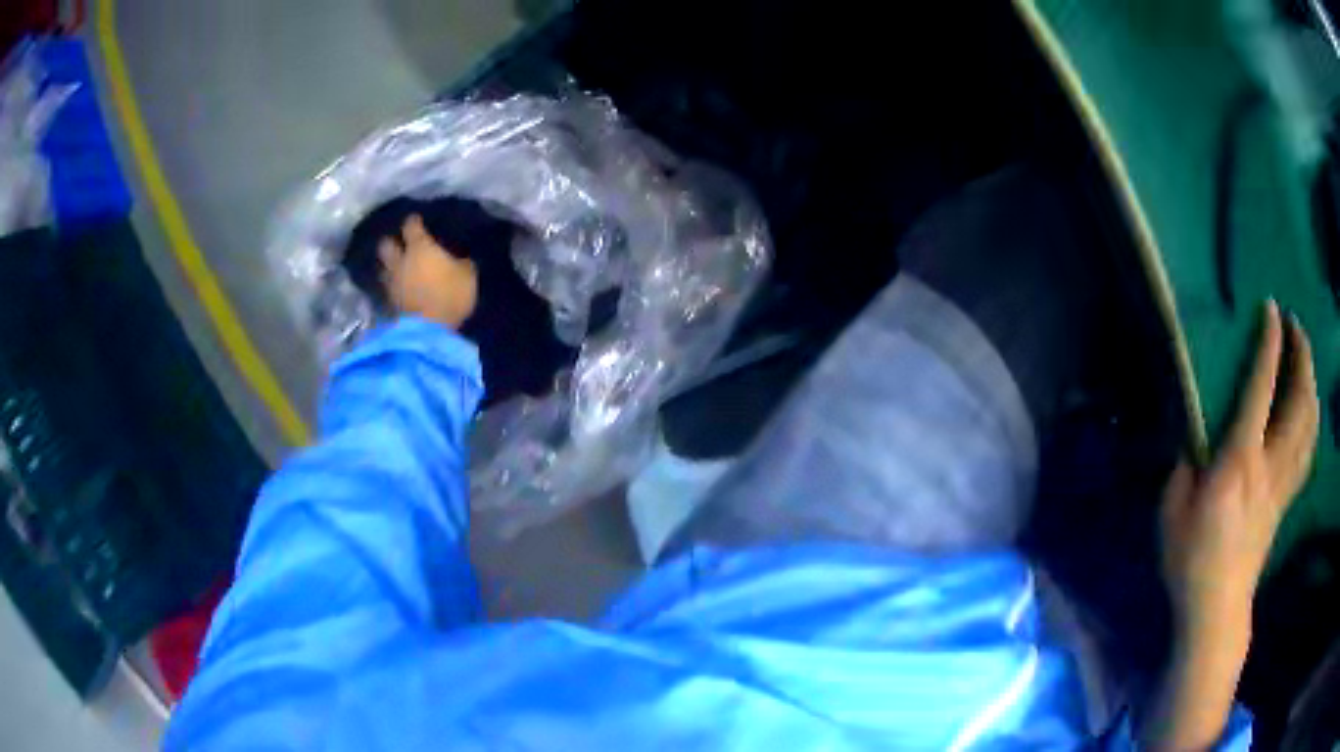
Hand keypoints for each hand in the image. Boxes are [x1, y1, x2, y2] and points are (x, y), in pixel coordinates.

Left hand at [379, 214, 477, 329]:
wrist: (429, 330)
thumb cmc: (450, 295)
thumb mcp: (467, 276)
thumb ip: (460, 264)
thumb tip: (460, 260)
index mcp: (420, 247)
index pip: (411, 226)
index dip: (414, 221)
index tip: (416, 220)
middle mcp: (400, 260)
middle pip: (386, 245)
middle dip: (391, 242)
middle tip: (399, 244)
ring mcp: (392, 283)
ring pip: (383, 268)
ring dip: (389, 266)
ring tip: (397, 268)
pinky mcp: (389, 303)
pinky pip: (388, 288)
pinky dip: (392, 286)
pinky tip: (400, 287)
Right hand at [1141, 301, 1317, 750]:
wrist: (1216, 609)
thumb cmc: (1191, 560)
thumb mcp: (1172, 511)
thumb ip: (1184, 466)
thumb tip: (1193, 441)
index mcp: (1240, 460)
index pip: (1261, 388)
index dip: (1270, 344)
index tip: (1272, 310)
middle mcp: (1269, 463)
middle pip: (1298, 401)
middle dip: (1302, 356)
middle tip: (1297, 327)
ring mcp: (1282, 483)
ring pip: (1309, 424)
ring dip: (1311, 384)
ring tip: (1307, 360)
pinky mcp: (1285, 501)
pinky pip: (1307, 453)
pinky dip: (1312, 423)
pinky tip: (1309, 412)